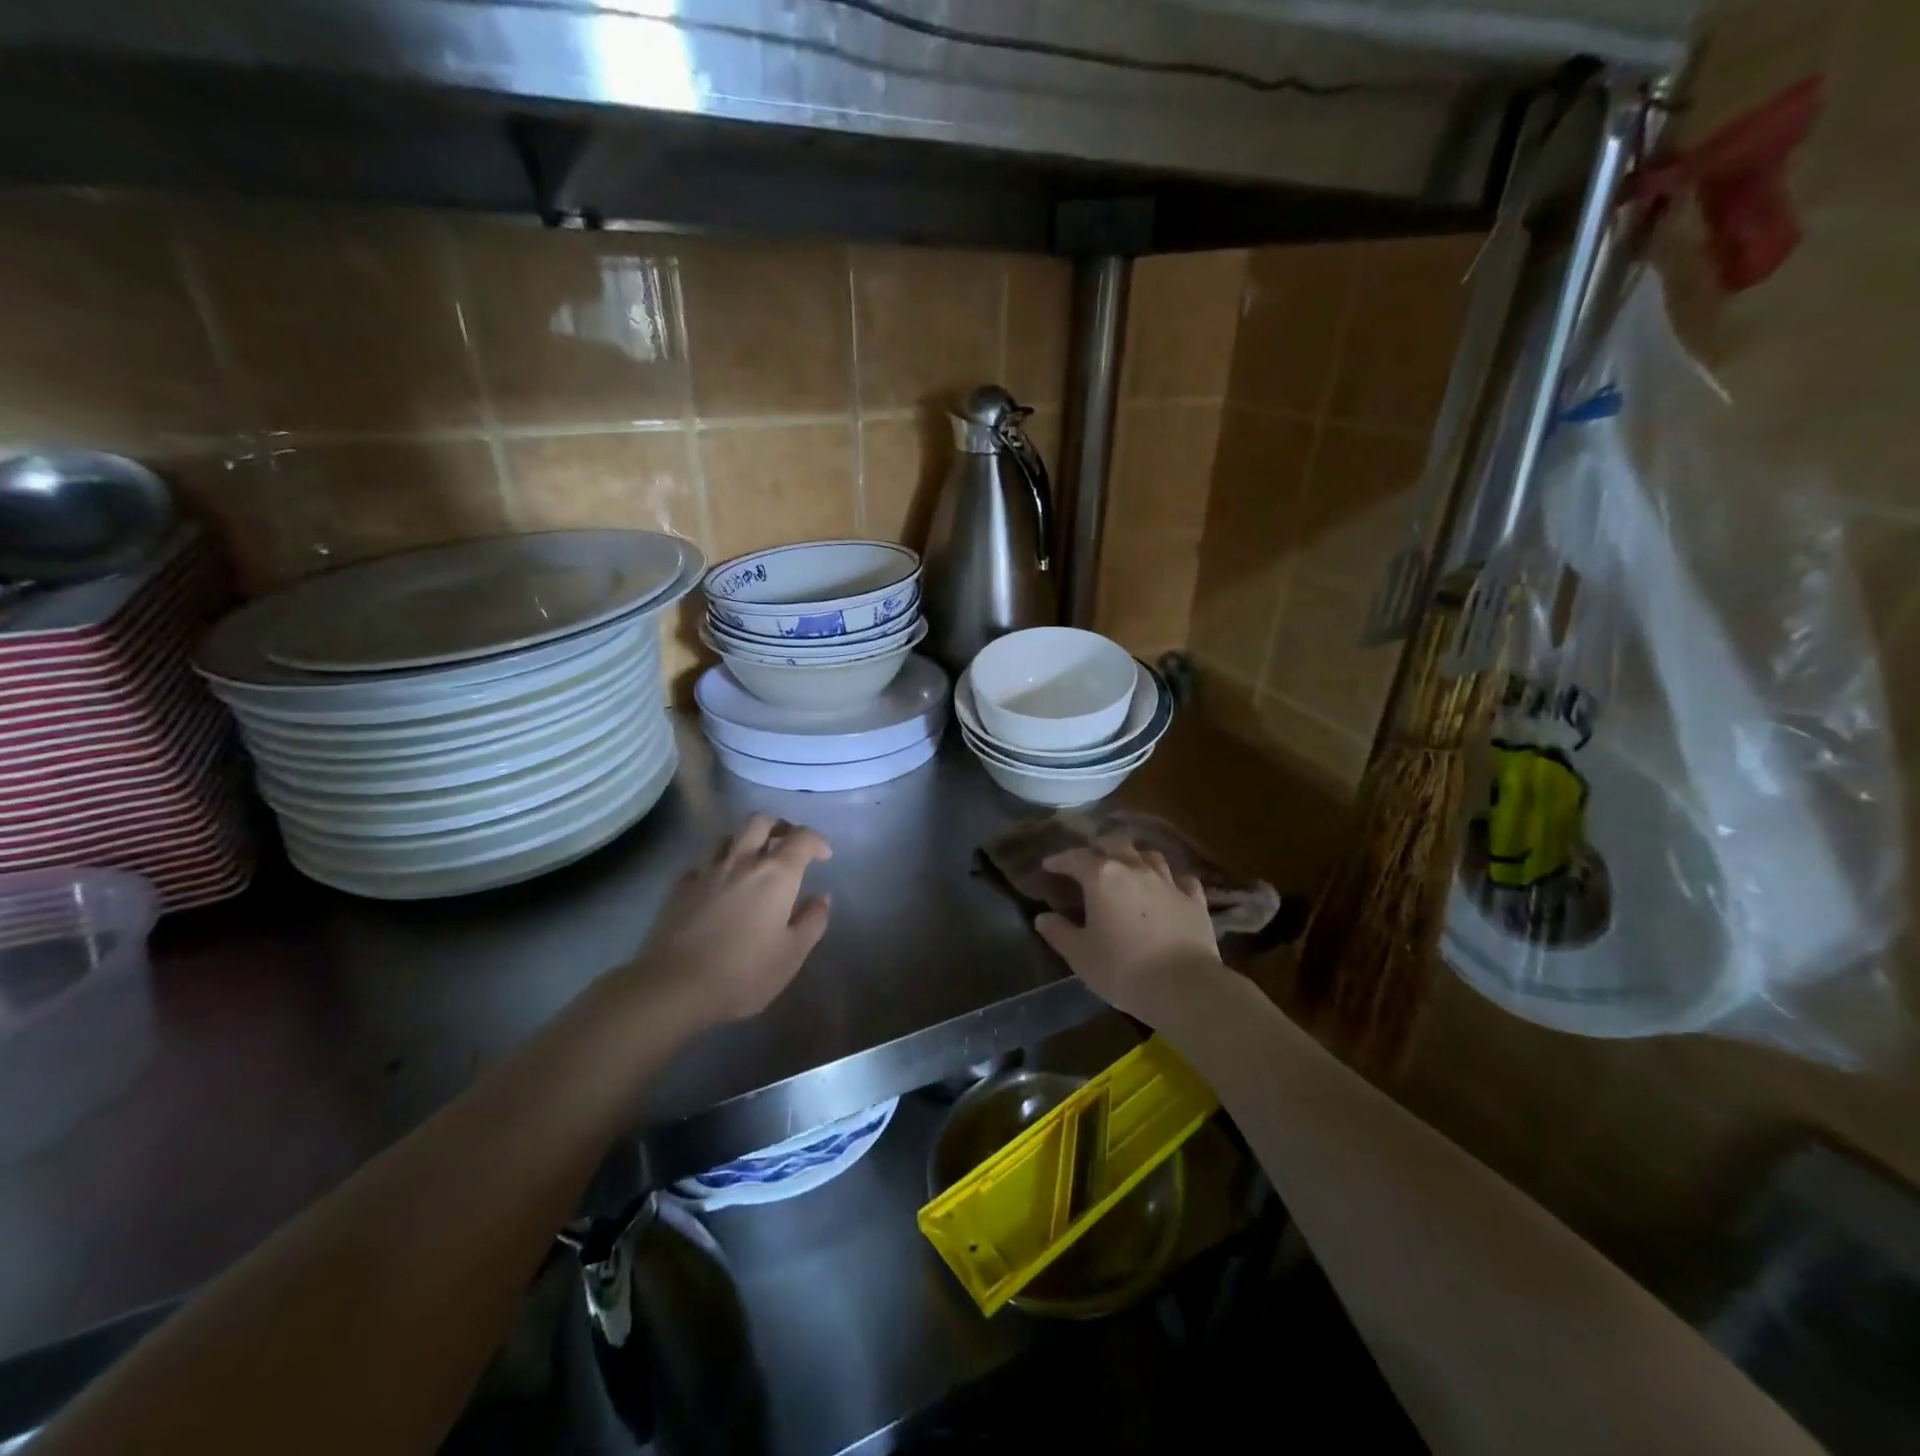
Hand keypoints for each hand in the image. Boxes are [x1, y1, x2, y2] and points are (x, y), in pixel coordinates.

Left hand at [634, 813, 831, 1025]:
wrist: (672, 988)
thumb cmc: (743, 973)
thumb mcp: (792, 954)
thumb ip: (812, 921)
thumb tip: (821, 897)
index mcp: (776, 875)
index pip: (802, 838)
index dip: (817, 842)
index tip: (824, 857)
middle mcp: (742, 862)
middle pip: (760, 822)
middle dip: (779, 826)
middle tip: (788, 844)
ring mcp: (706, 871)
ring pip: (729, 836)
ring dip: (746, 840)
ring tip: (753, 861)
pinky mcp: (679, 887)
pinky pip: (703, 863)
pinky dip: (717, 866)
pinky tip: (719, 885)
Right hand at [1035, 835, 1221, 1024]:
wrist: (1184, 987)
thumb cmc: (1123, 969)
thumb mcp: (1080, 955)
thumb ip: (1059, 933)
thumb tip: (1042, 917)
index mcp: (1103, 878)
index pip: (1076, 858)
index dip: (1060, 860)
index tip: (1049, 865)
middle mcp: (1136, 870)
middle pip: (1115, 845)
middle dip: (1099, 849)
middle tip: (1090, 861)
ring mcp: (1169, 883)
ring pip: (1150, 856)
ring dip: (1135, 858)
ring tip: (1129, 867)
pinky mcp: (1195, 901)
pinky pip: (1182, 880)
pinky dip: (1172, 880)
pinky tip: (1169, 888)